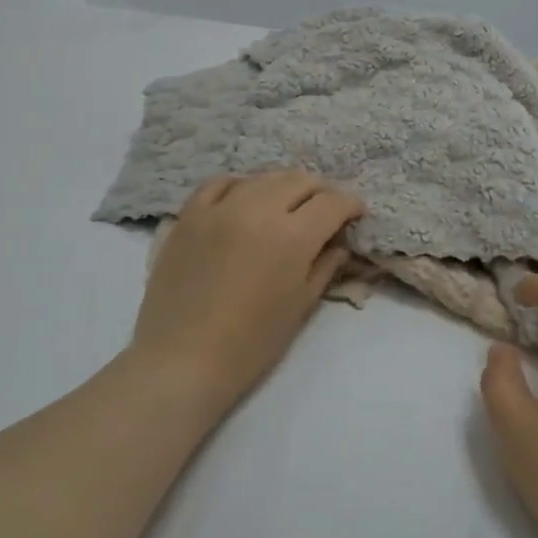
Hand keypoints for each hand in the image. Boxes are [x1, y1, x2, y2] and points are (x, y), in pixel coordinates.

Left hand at [132, 171, 363, 404]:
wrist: (181, 360)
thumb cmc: (251, 343)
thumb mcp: (300, 306)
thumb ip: (325, 266)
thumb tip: (339, 244)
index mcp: (293, 236)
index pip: (332, 203)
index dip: (351, 205)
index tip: (355, 215)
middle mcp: (259, 209)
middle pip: (300, 181)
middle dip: (321, 192)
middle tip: (324, 211)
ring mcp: (220, 208)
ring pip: (263, 177)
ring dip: (284, 187)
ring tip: (287, 205)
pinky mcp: (189, 215)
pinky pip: (220, 183)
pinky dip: (241, 186)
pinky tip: (245, 199)